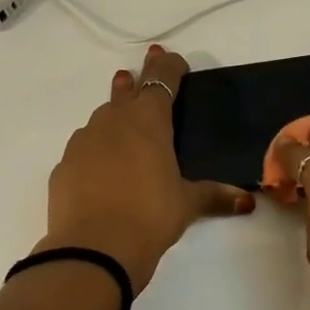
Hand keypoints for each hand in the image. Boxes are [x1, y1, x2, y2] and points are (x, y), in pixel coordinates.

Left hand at [38, 45, 254, 291]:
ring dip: (114, 113)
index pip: (161, 81)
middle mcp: (113, 121)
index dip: (169, 67)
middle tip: (139, 73)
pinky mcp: (63, 166)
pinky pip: (83, 148)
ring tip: (121, 119)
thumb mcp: (187, 204)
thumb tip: (247, 201)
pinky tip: (100, 166)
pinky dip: (95, 149)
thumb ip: (214, 196)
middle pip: (126, 91)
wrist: (93, 248)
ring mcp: (83, 142)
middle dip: (137, 82)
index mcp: (148, 121)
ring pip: (101, 118)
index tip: (174, 60)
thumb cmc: (150, 216)